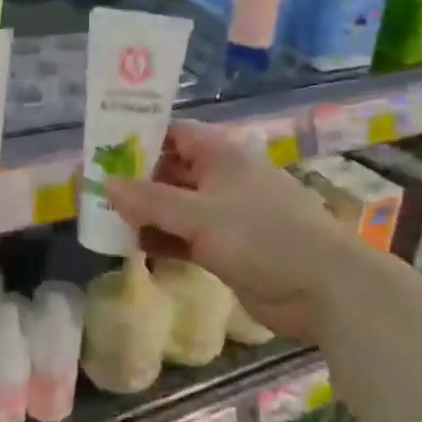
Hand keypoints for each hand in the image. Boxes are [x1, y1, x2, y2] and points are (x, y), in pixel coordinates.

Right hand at [104, 120, 365, 340]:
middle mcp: (222, 178)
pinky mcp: (229, 247)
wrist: (325, 288)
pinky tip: (135, 247)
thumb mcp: (198, 215)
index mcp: (220, 155)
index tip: (104, 149)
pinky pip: (187, 236)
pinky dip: (164, 239)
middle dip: (137, 180)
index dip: (139, 138)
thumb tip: (105, 183)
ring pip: (177, 206)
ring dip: (147, 213)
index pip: (173, 133)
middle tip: (97, 190)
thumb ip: (149, 201)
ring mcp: (227, 214)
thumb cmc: (261, 235)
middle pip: (171, 170)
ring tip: (106, 220)